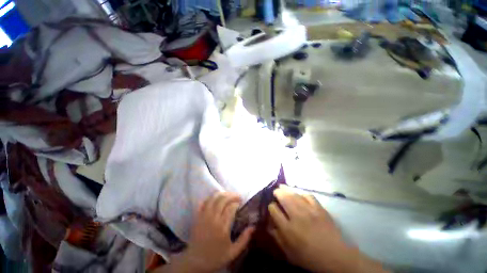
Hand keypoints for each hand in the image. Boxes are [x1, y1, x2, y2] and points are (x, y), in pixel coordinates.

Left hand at [163, 192, 253, 272]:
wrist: (195, 262)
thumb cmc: (215, 257)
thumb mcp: (233, 252)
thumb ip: (244, 239)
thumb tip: (253, 226)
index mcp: (223, 227)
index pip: (231, 208)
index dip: (237, 203)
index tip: (241, 202)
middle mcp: (213, 219)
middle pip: (223, 200)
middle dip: (232, 195)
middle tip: (238, 196)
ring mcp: (204, 216)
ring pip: (213, 198)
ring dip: (222, 194)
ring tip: (228, 195)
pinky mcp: (197, 216)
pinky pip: (204, 202)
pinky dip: (210, 198)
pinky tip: (216, 198)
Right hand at [268, 186, 386, 272]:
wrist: (336, 258)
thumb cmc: (311, 258)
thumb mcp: (290, 254)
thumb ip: (278, 239)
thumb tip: (269, 226)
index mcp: (288, 229)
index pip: (274, 210)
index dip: (271, 206)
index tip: (272, 207)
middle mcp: (297, 216)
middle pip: (283, 197)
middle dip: (277, 193)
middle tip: (275, 192)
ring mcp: (309, 211)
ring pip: (294, 194)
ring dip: (286, 189)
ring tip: (282, 186)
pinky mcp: (319, 208)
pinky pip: (308, 195)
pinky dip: (301, 193)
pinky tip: (298, 193)